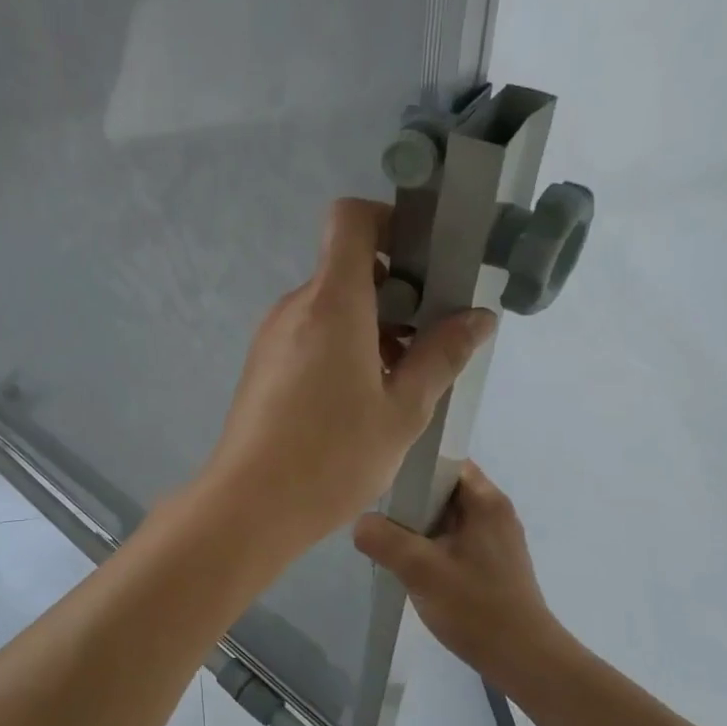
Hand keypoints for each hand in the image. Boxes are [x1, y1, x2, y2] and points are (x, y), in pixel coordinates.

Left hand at [199, 198, 496, 552]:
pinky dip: (342, 348)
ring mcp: (273, 337)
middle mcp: (295, 308)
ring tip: (404, 378)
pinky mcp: (262, 366)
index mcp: (331, 303)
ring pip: (330, 308)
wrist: (249, 505)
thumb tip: (477, 317)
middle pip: (347, 269)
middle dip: (395, 291)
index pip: (350, 220)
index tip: (424, 259)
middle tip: (432, 336)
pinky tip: (364, 398)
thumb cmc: (332, 457)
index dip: (389, 222)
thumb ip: (441, 356)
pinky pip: (310, 336)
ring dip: (371, 326)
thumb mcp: (403, 410)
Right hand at [353, 461, 570, 680]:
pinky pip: (452, 539)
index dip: (413, 465)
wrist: (523, 660)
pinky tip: (410, 565)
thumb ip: (384, 539)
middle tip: (377, 514)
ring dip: (417, 526)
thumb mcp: (421, 570)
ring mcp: (495, 539)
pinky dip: (429, 545)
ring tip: (387, 540)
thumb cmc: (476, 607)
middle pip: (442, 489)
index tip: (382, 481)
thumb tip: (360, 523)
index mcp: (486, 501)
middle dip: (409, 499)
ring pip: (445, 516)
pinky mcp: (491, 563)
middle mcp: (494, 512)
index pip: (445, 460)